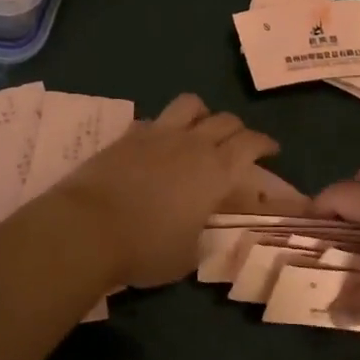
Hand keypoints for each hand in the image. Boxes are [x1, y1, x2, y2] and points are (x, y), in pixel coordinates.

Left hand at [51, 94, 279, 287]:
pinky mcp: (128, 135)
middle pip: (226, 119)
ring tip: (199, 130)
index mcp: (216, 171)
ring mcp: (159, 134)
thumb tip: (203, 231)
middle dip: (238, 129)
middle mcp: (193, 143)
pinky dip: (164, 127)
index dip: (265, 143)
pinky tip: (158, 144)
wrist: (87, 227)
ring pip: (191, 104)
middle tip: (239, 144)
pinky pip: (155, 119)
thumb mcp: (187, 255)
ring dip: (202, 114)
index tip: (271, 150)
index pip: (251, 144)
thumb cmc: (146, 248)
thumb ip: (202, 237)